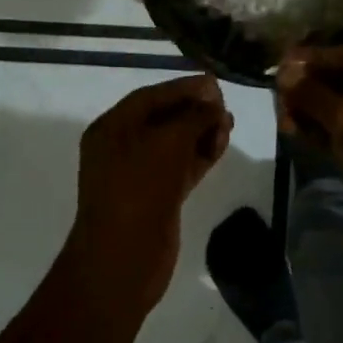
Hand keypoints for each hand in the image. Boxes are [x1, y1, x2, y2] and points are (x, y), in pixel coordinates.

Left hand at [67, 73, 233, 314]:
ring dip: (202, 131)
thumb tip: (213, 101)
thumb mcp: (167, 143)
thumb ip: (193, 117)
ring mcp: (140, 174)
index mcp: (112, 128)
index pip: (150, 97)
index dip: (183, 87)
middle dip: (195, 109)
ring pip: (176, 143)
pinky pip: (181, 166)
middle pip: (164, 118)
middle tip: (225, 104)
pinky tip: (222, 144)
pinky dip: (201, 154)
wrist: (124, 260)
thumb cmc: (139, 190)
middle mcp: (122, 147)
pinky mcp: (158, 197)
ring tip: (230, 123)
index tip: (215, 82)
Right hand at [276, 47, 342, 267]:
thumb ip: (316, 95)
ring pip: (338, 112)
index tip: (278, 61)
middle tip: (275, 92)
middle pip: (341, 83)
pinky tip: (292, 132)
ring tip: (280, 114)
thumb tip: (284, 72)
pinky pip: (339, 137)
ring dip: (309, 111)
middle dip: (308, 86)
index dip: (313, 58)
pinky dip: (318, 134)